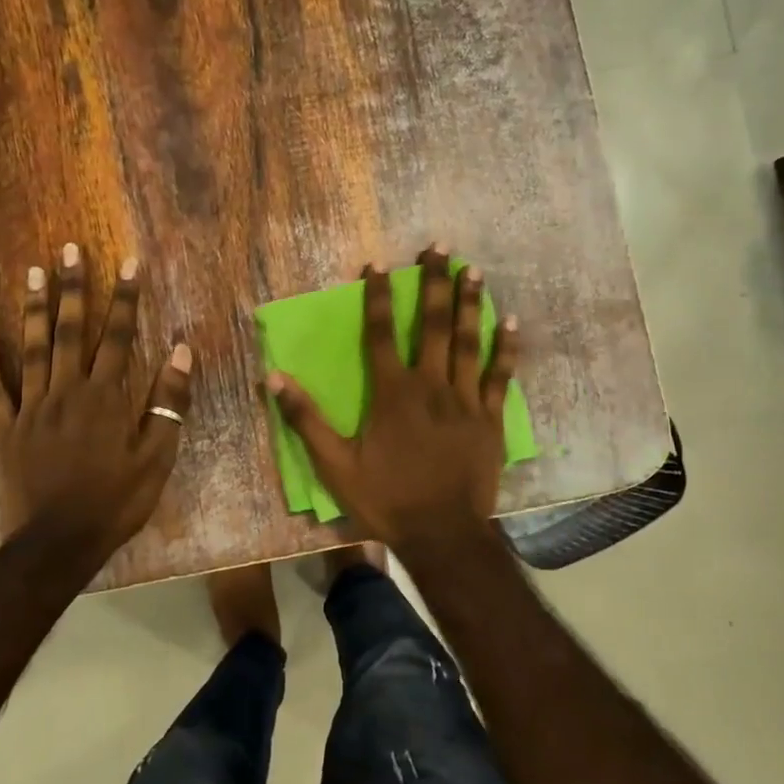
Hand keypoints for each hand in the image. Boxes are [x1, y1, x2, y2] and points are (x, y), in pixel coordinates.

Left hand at [0, 244, 192, 561]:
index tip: (128, 263)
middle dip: (74, 288)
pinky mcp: (3, 429)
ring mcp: (30, 408)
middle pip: (71, 331)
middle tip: (69, 249)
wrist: (58, 542)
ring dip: (35, 309)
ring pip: (32, 348)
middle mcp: (67, 390)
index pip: (119, 336)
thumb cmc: (115, 501)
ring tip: (35, 271)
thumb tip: (181, 349)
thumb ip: (168, 400)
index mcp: (106, 396)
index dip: (125, 298)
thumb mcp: (157, 456)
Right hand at [265, 246, 517, 552]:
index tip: (378, 265)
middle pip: (431, 325)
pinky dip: (505, 349)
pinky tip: (510, 322)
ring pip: (467, 342)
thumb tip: (273, 377)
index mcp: (391, 393)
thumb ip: (306, 419)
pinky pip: (499, 376)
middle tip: (440, 248)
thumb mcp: (334, 465)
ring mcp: (464, 400)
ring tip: (473, 270)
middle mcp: (430, 385)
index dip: (378, 297)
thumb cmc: (386, 499)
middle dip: (434, 283)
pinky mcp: (490, 419)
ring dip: (469, 304)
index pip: (380, 333)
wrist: (442, 535)